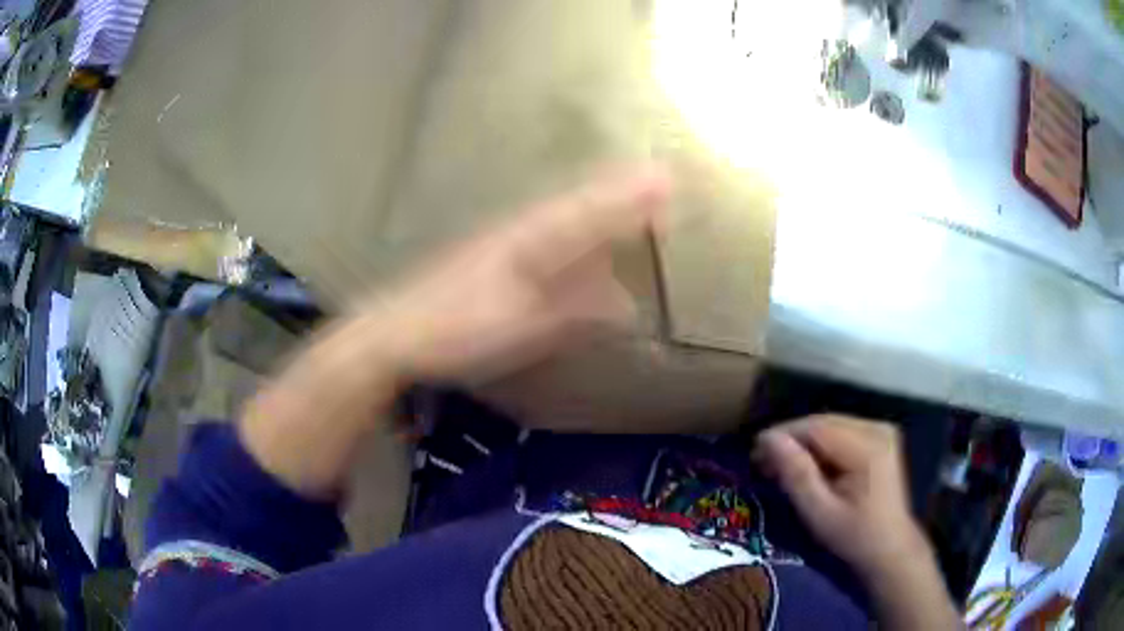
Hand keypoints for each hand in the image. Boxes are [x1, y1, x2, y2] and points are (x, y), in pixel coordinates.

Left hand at [370, 164, 670, 381]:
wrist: (396, 333)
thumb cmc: (457, 328)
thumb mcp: (522, 325)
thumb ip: (575, 312)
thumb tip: (626, 304)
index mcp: (531, 239)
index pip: (591, 209)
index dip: (630, 195)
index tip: (667, 180)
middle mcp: (522, 231)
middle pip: (580, 205)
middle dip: (621, 193)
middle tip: (660, 182)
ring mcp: (505, 244)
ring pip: (563, 218)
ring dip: (598, 208)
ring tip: (631, 199)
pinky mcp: (492, 260)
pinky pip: (545, 240)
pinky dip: (571, 237)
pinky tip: (579, 248)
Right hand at [752, 415, 927, 576]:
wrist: (890, 549)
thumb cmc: (854, 537)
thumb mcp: (820, 513)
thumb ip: (796, 475)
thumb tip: (768, 439)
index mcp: (867, 447)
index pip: (817, 427)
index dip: (783, 435)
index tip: (754, 452)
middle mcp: (877, 429)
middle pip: (824, 422)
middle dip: (791, 438)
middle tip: (762, 461)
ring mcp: (881, 431)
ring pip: (831, 425)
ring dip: (804, 442)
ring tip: (780, 464)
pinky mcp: (881, 438)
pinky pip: (842, 432)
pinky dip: (821, 446)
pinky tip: (807, 464)